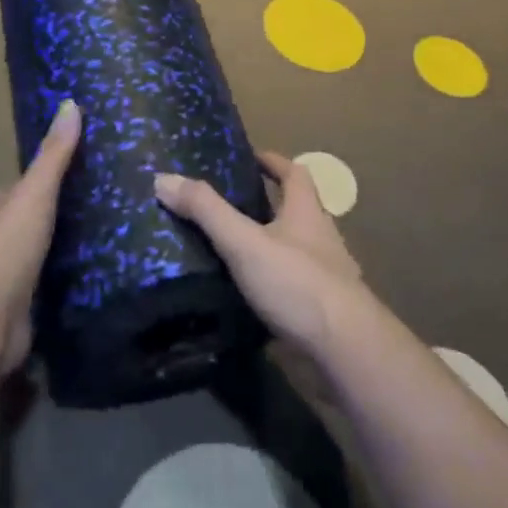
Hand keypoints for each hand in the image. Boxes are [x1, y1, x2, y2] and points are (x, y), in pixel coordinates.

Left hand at [0, 100, 80, 375]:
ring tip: (81, 245)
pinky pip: (34, 290)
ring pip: (22, 258)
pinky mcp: (12, 311)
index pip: (8, 192)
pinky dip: (48, 285)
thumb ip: (54, 155)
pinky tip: (73, 283)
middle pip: (12, 225)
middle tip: (76, 212)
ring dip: (41, 253)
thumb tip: (71, 103)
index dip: (30, 185)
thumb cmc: (7, 248)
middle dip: (33, 220)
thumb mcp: (35, 193)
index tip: (59, 179)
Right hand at [153, 151, 366, 361]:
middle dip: (264, 204)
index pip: (295, 173)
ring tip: (225, 248)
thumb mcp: (245, 242)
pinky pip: (289, 285)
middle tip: (223, 205)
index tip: (248, 157)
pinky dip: (267, 282)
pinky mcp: (318, 309)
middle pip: (294, 210)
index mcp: (307, 212)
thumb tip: (164, 178)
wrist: (344, 349)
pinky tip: (242, 293)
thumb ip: (207, 212)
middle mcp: (320, 238)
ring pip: (291, 249)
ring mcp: (323, 275)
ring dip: (265, 245)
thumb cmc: (297, 283)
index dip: (273, 161)